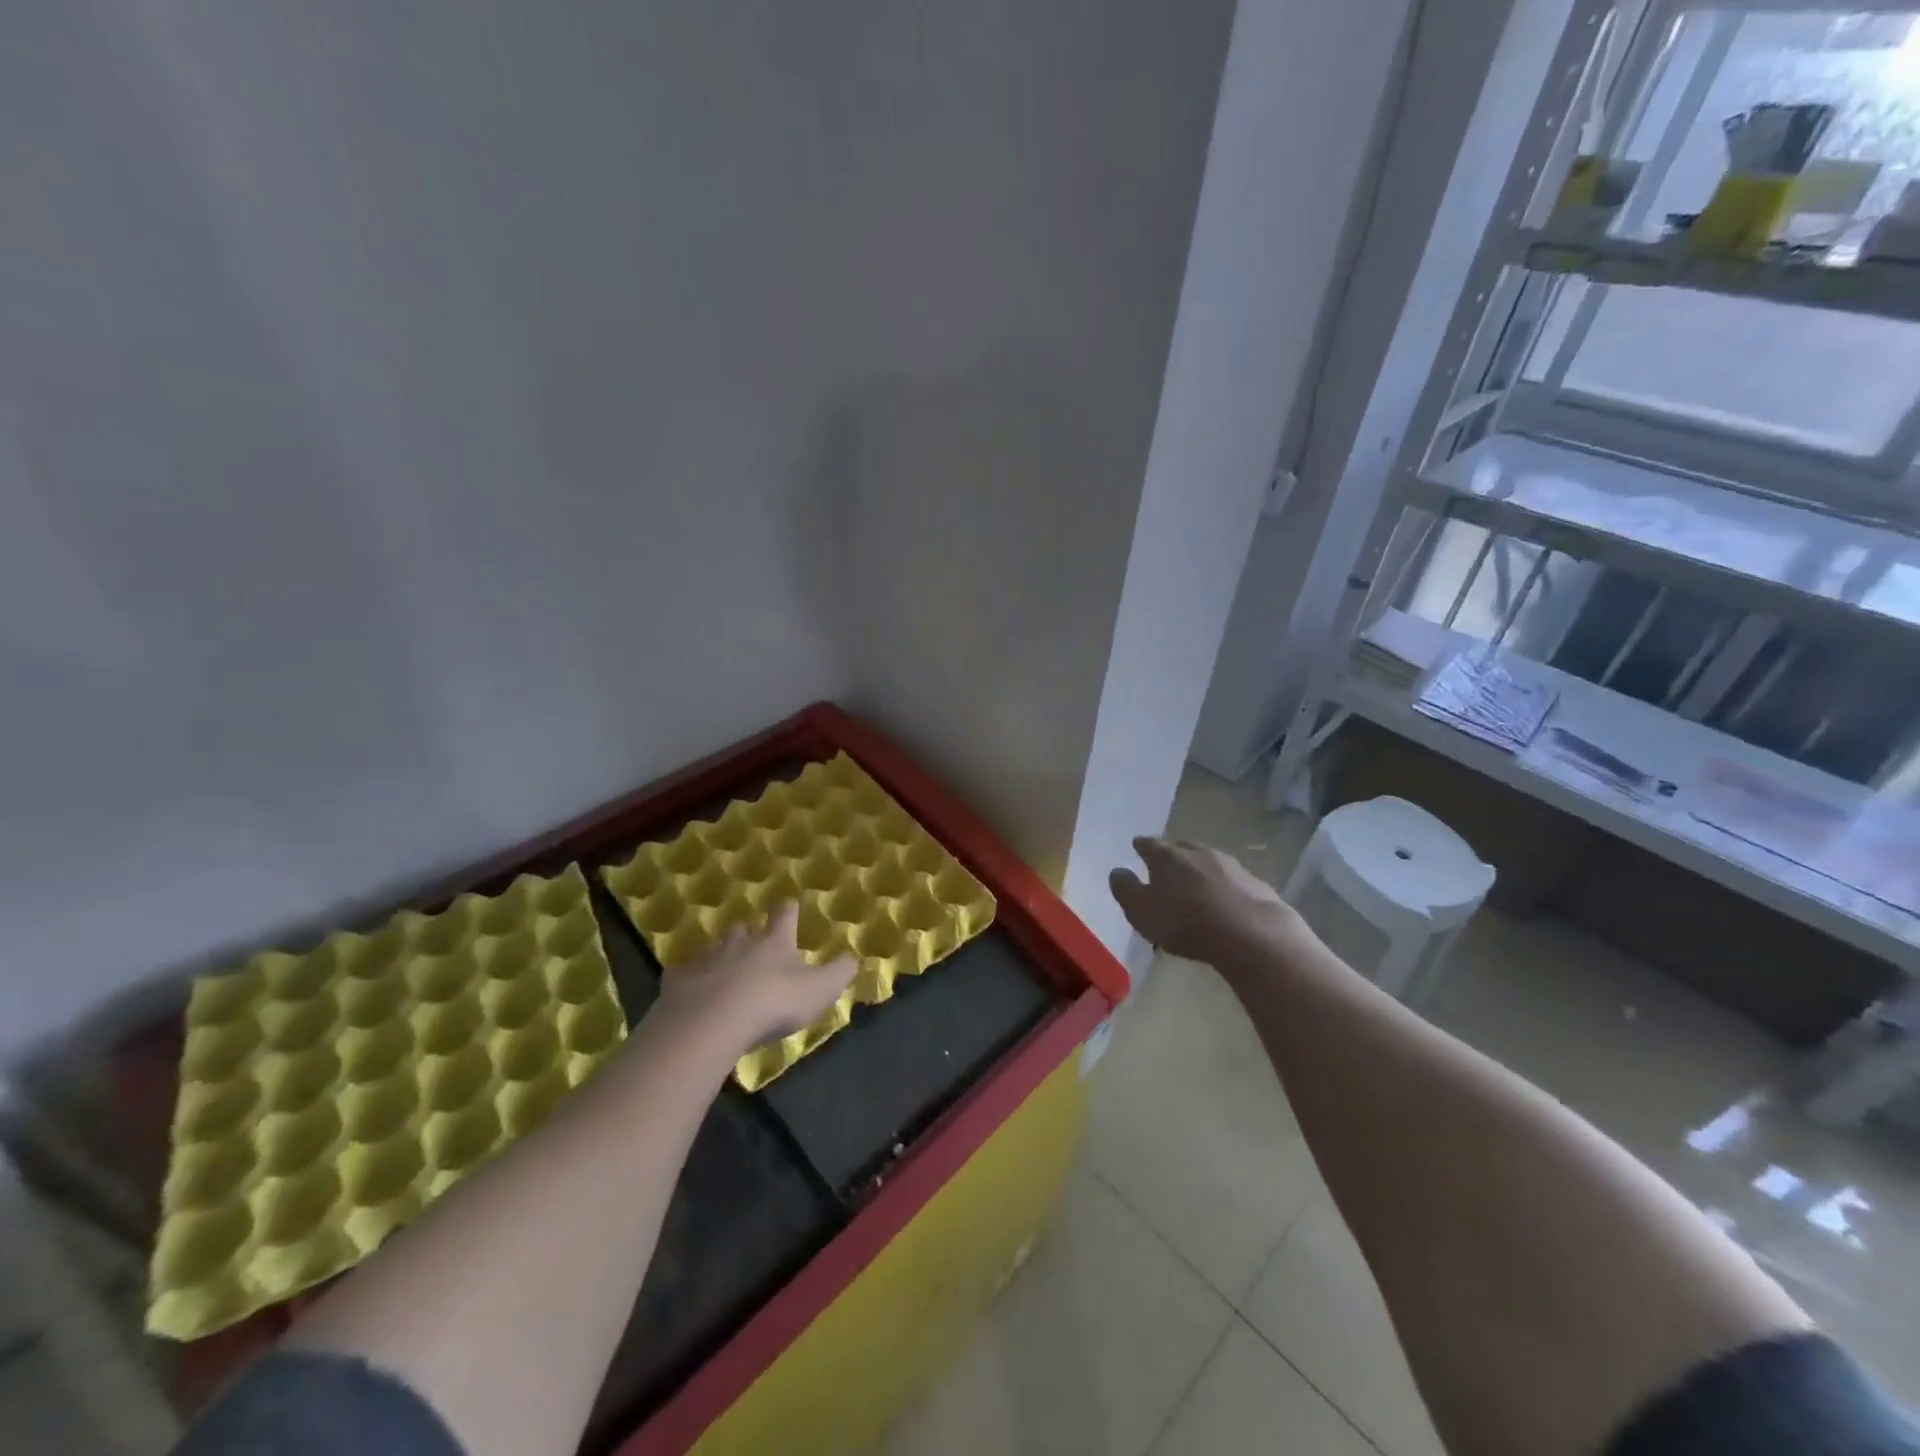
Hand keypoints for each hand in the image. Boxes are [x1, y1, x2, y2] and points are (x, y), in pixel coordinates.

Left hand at [648, 905, 856, 1058]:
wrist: (711, 1023)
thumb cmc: (773, 1003)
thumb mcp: (820, 990)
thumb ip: (840, 972)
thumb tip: (854, 956)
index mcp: (775, 942)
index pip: (785, 916)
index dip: (789, 910)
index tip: (790, 903)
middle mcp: (740, 942)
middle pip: (744, 929)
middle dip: (750, 932)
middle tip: (753, 941)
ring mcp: (706, 959)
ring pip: (714, 948)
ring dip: (721, 954)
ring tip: (724, 967)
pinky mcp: (678, 982)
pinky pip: (685, 975)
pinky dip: (691, 979)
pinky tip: (692, 991)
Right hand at [1109, 837, 1301, 966]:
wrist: (1251, 933)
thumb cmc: (1186, 922)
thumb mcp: (1141, 912)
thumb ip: (1125, 889)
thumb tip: (1117, 871)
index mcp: (1166, 856)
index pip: (1148, 844)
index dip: (1141, 846)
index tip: (1137, 848)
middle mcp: (1197, 852)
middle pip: (1180, 846)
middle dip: (1172, 853)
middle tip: (1166, 865)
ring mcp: (1229, 864)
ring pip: (1208, 859)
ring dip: (1199, 867)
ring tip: (1195, 882)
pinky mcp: (1254, 881)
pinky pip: (1231, 878)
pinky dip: (1223, 884)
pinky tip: (1224, 899)